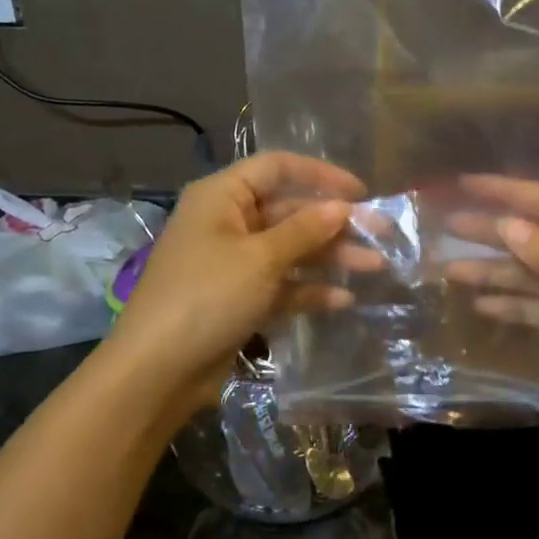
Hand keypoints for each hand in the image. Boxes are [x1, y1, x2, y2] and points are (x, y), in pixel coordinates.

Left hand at [106, 152, 367, 411]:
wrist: (157, 370)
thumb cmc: (206, 297)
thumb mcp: (260, 259)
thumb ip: (304, 230)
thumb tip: (342, 207)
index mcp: (222, 197)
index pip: (277, 168)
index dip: (321, 175)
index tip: (361, 193)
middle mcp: (227, 222)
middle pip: (289, 211)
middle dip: (334, 224)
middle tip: (381, 235)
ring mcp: (232, 263)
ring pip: (290, 250)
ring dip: (329, 257)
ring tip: (374, 267)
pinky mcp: (238, 299)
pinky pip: (281, 284)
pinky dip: (308, 290)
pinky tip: (342, 300)